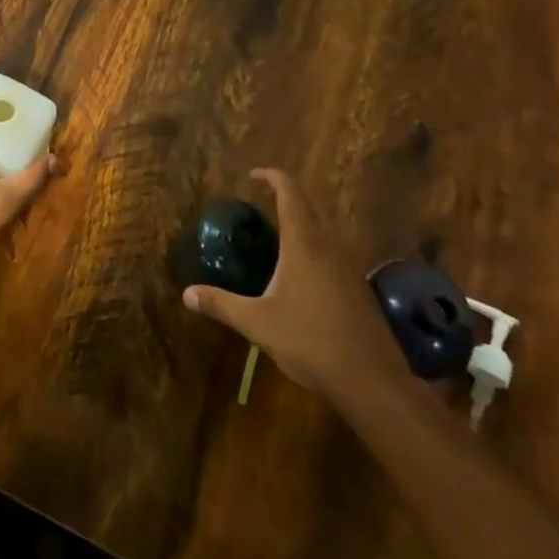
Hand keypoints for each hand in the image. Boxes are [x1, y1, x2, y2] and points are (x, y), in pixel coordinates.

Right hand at [182, 168, 403, 405]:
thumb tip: (186, 293)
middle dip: (286, 197)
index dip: (272, 177)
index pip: (289, 192)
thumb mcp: (257, 323)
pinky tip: (301, 274)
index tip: (253, 176)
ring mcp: (349, 266)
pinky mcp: (360, 288)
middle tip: (261, 201)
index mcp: (304, 243)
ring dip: (303, 223)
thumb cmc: (310, 342)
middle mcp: (329, 246)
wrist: (372, 382)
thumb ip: (221, 304)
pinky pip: (334, 252)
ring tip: (278, 235)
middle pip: (309, 206)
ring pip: (324, 229)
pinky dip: (315, 247)